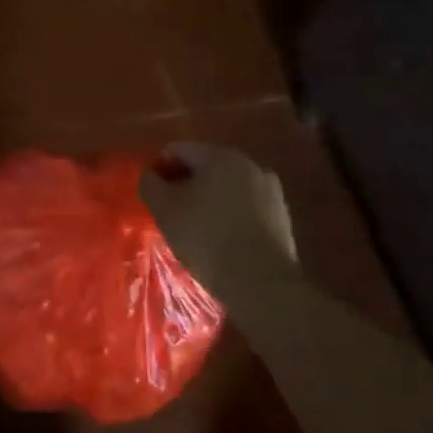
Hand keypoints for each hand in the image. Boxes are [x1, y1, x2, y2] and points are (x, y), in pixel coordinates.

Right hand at [141, 142, 299, 303]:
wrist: (260, 282)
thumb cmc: (205, 237)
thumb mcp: (164, 209)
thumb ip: (150, 184)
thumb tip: (150, 174)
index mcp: (220, 156)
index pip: (179, 150)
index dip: (160, 168)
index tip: (152, 194)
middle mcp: (250, 165)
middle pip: (206, 166)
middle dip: (186, 184)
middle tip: (171, 211)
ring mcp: (270, 191)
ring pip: (227, 188)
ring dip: (209, 200)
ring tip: (196, 228)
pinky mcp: (282, 217)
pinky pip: (246, 207)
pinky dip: (229, 216)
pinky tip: (221, 239)